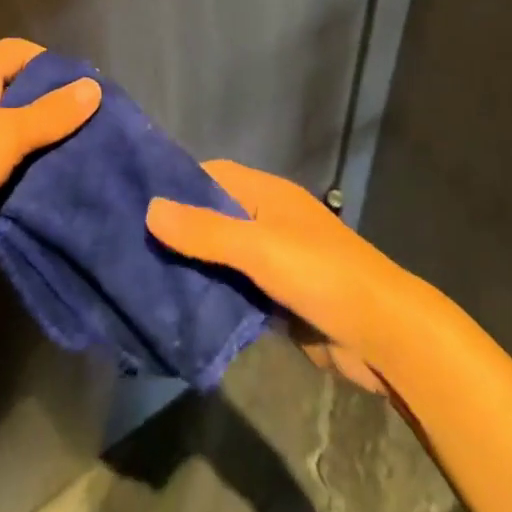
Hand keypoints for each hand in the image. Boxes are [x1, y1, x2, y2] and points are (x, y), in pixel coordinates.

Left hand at [0, 39, 99, 270]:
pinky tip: (31, 181)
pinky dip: (8, 161)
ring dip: (30, 138)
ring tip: (66, 156)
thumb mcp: (8, 135)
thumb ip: (53, 112)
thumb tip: (93, 87)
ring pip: (1, 122)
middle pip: (14, 86)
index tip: (86, 97)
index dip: (57, 68)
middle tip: (84, 129)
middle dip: (48, 105)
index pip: (23, 51)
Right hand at [146, 161, 421, 393]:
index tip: (131, 198)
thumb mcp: (259, 248)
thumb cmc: (321, 275)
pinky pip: (236, 291)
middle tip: (127, 246)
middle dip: (178, 230)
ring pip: (222, 257)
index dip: (176, 183)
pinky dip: (212, 297)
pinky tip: (179, 310)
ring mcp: (275, 261)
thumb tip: (149, 207)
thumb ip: (206, 230)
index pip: (212, 175)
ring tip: (141, 279)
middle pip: (214, 216)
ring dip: (192, 267)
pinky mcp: (279, 299)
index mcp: (267, 195)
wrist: (384, 335)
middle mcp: (269, 220)